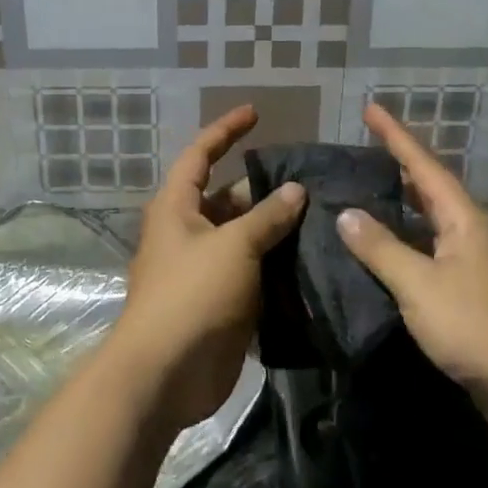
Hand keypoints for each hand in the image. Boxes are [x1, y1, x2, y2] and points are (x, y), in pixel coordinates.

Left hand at [113, 106, 305, 430]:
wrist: (166, 374)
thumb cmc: (191, 295)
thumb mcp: (233, 246)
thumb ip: (266, 217)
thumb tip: (295, 190)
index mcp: (177, 208)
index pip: (200, 155)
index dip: (226, 131)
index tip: (255, 113)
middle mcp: (188, 232)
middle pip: (228, 198)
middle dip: (264, 188)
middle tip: (310, 180)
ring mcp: (204, 269)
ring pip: (244, 237)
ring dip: (275, 229)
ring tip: (322, 216)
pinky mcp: (221, 301)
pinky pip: (252, 271)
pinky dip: (276, 263)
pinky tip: (311, 258)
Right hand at [336, 103, 487, 424]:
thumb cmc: (476, 325)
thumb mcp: (420, 284)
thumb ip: (381, 248)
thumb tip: (346, 214)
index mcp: (463, 218)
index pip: (422, 165)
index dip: (395, 135)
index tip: (371, 108)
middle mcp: (469, 231)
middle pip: (429, 188)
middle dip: (398, 165)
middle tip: (363, 149)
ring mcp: (471, 262)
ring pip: (428, 221)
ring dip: (400, 205)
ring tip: (364, 191)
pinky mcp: (468, 292)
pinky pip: (428, 252)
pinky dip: (403, 242)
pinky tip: (382, 251)